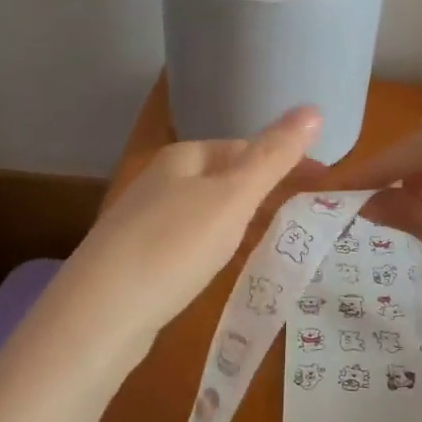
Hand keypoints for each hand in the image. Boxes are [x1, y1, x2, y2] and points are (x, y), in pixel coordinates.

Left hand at [62, 106, 322, 348]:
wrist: (100, 313)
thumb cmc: (174, 246)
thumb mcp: (232, 198)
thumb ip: (273, 156)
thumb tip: (313, 108)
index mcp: (183, 158)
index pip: (244, 146)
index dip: (284, 159)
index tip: (320, 181)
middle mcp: (160, 182)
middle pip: (224, 177)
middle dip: (263, 189)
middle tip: (304, 211)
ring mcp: (144, 221)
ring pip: (207, 210)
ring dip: (241, 218)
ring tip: (274, 238)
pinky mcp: (137, 259)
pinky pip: (190, 241)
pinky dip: (217, 245)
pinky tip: (224, 266)